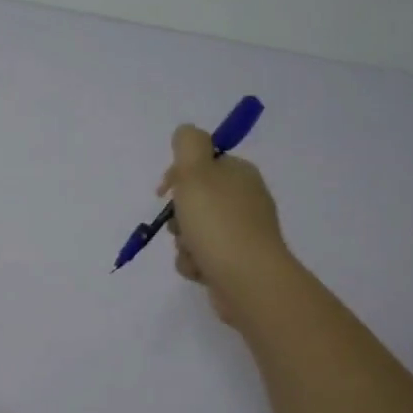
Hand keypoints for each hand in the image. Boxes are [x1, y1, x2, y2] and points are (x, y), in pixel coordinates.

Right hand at [160, 123, 288, 325]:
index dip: (178, 175)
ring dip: (183, 243)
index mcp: (240, 174)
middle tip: (181, 224)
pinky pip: (202, 257)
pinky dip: (195, 263)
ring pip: (194, 231)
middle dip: (179, 215)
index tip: (165, 191)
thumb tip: (186, 132)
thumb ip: (188, 144)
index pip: (202, 164)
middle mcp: (245, 200)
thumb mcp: (196, 172)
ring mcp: (243, 234)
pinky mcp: (237, 262)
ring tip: (192, 251)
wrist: (247, 280)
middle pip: (195, 200)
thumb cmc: (217, 223)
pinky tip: (200, 269)